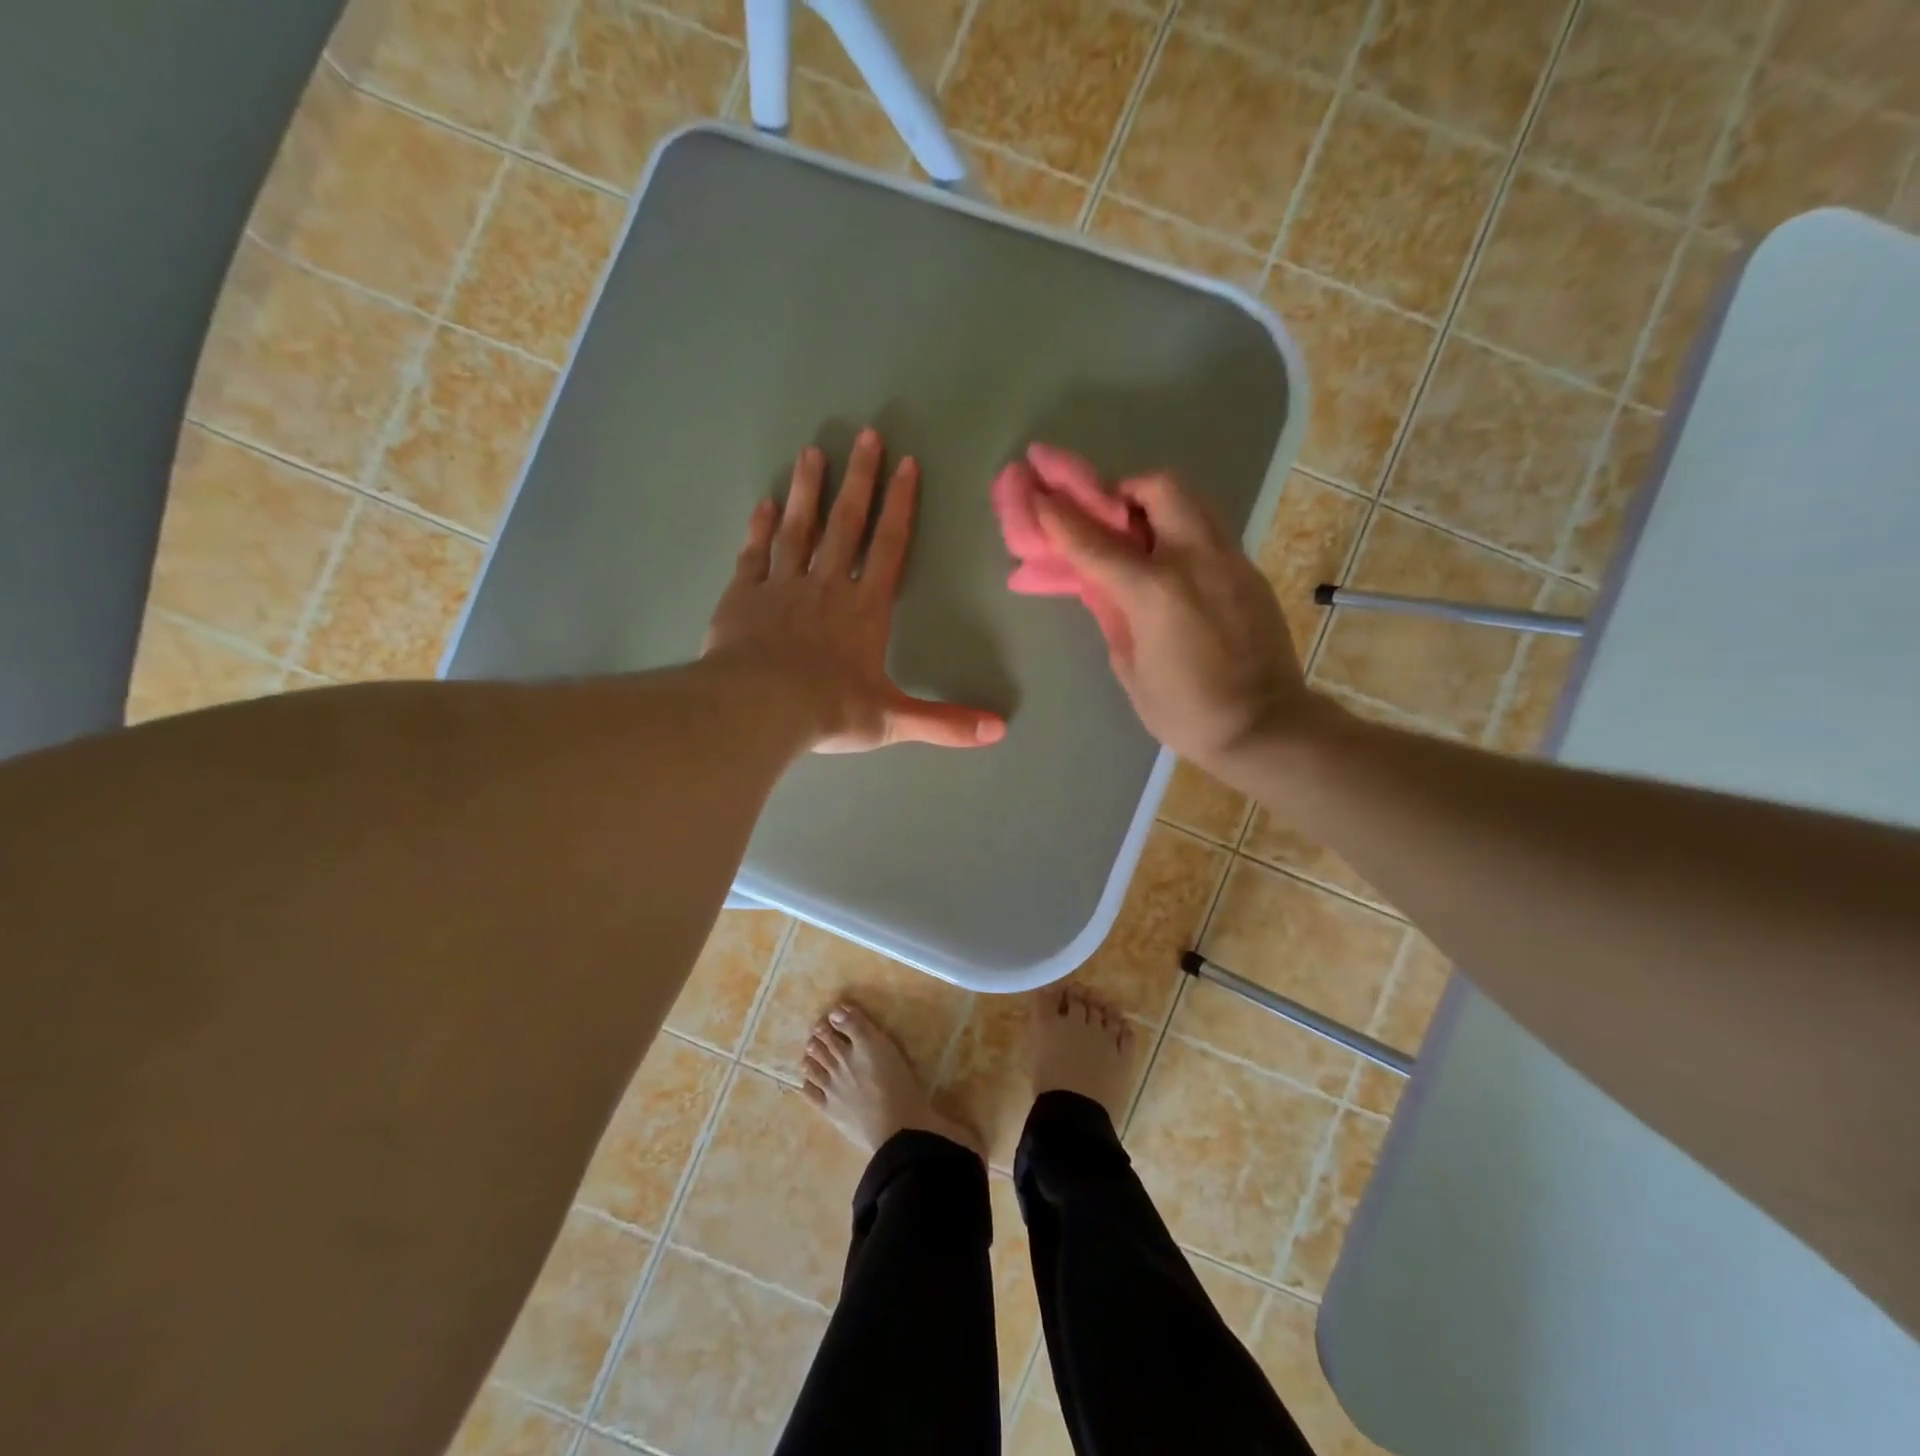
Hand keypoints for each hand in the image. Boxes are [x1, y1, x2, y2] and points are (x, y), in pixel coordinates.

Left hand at [704, 429, 1006, 753]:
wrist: (757, 709)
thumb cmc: (829, 710)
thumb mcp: (893, 721)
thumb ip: (945, 722)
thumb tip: (1000, 731)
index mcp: (864, 610)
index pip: (888, 547)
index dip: (900, 506)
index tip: (905, 464)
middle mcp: (825, 587)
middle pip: (845, 524)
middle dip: (858, 479)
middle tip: (865, 435)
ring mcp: (780, 587)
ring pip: (797, 529)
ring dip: (808, 490)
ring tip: (812, 452)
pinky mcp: (742, 597)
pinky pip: (754, 554)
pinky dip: (759, 528)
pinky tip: (764, 504)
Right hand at [1034, 469, 1319, 773]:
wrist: (1264, 725)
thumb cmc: (1185, 710)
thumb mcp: (1130, 667)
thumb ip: (1113, 615)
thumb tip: (1102, 587)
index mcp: (1155, 590)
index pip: (1095, 541)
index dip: (1061, 515)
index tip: (1039, 493)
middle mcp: (1195, 559)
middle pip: (1159, 487)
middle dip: (1126, 489)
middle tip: (1108, 516)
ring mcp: (1230, 560)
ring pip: (1193, 501)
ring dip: (1158, 505)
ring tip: (1140, 537)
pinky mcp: (1250, 572)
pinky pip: (1211, 532)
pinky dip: (1183, 534)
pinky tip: (1173, 570)